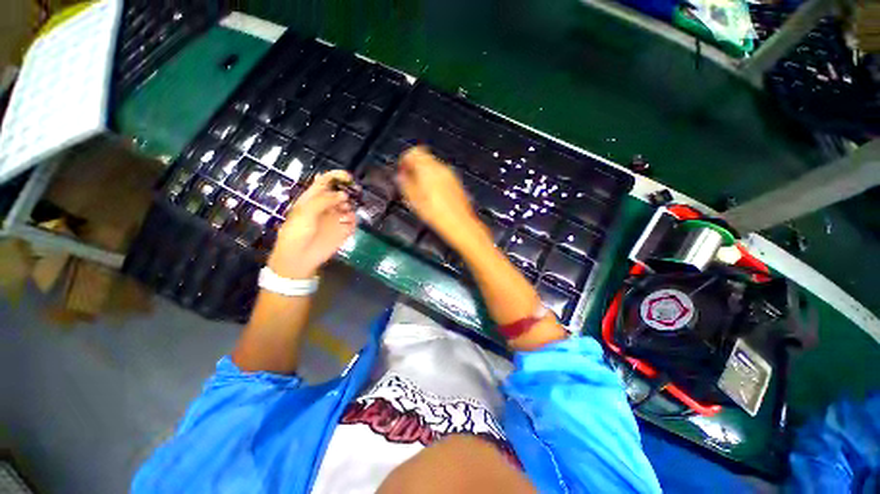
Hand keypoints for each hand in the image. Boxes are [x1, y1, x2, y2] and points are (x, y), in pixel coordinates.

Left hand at [267, 170, 356, 278]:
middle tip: (354, 195)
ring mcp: (336, 219)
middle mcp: (327, 206)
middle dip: (349, 192)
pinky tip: (348, 225)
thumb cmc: (296, 233)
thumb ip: (324, 200)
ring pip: (349, 207)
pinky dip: (353, 221)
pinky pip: (353, 222)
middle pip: (341, 193)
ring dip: (351, 207)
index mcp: (313, 198)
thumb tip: (344, 195)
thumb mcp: (305, 212)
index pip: (326, 181)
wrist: (299, 258)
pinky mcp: (343, 231)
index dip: (337, 177)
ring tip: (346, 214)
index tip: (349, 178)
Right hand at [397, 147, 483, 247]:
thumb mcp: (414, 201)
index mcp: (428, 170)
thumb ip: (405, 184)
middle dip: (415, 167)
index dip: (405, 160)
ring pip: (433, 167)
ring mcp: (451, 175)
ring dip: (424, 174)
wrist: (460, 225)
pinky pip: (442, 175)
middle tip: (408, 182)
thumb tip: (400, 177)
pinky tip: (432, 196)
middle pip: (425, 158)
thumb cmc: (437, 215)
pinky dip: (434, 180)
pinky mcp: (457, 184)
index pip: (414, 152)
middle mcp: (441, 168)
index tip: (401, 171)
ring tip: (419, 191)